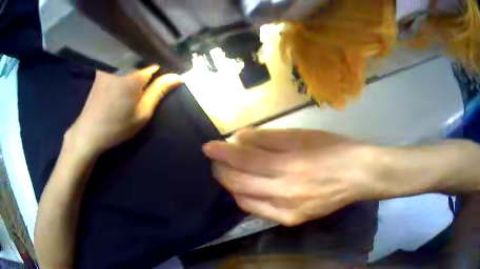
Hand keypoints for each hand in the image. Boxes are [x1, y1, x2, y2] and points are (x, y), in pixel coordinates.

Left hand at [67, 66, 181, 154]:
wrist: (89, 132)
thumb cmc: (117, 126)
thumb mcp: (142, 113)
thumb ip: (159, 91)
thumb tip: (177, 77)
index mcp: (134, 74)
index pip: (156, 62)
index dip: (162, 69)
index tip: (165, 77)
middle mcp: (121, 64)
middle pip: (143, 56)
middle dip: (150, 63)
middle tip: (151, 80)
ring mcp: (109, 65)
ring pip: (131, 56)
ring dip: (138, 63)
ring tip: (139, 78)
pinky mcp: (102, 69)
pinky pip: (119, 61)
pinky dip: (126, 65)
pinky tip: (125, 78)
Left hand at [202, 129, 388, 225]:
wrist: (357, 174)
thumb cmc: (334, 149)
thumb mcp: (303, 135)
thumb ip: (269, 138)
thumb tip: (242, 138)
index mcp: (290, 165)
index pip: (245, 159)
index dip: (223, 152)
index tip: (207, 147)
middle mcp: (286, 192)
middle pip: (240, 183)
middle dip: (222, 170)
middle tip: (216, 160)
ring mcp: (288, 210)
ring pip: (245, 200)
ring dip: (231, 185)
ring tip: (227, 172)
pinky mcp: (292, 221)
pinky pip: (259, 212)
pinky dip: (246, 199)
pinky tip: (244, 189)